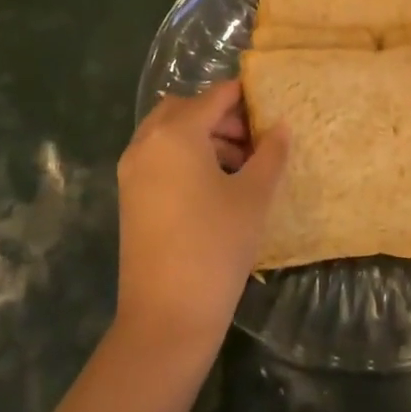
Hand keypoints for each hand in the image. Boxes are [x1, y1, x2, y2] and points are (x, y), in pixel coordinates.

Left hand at [115, 81, 287, 353]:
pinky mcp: (130, 196)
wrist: (167, 315)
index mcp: (176, 133)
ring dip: (202, 136)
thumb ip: (270, 154)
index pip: (214, 96)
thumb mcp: (253, 196)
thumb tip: (280, 127)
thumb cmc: (216, 246)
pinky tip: (214, 185)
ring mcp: (132, 170)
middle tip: (253, 139)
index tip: (271, 103)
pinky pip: (158, 157)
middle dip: (219, 116)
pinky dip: (184, 156)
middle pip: (185, 109)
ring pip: (169, 133)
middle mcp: (147, 142)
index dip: (244, 96)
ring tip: (240, 165)